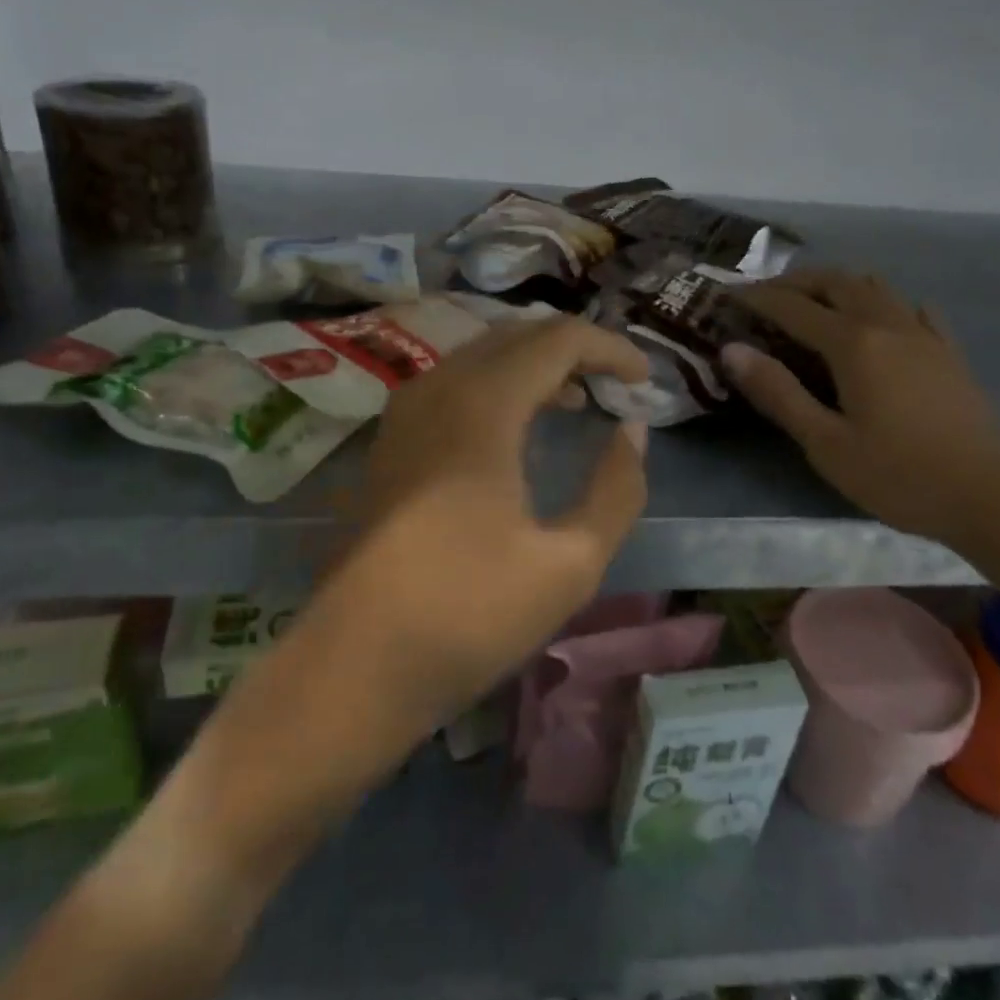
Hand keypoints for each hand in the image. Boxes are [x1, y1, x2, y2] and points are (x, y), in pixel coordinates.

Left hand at [323, 317, 651, 726]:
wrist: (355, 664)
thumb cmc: (469, 615)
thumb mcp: (570, 563)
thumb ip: (616, 489)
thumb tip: (632, 430)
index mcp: (482, 405)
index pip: (557, 339)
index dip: (609, 348)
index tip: (645, 379)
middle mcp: (438, 388)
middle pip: (517, 335)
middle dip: (574, 349)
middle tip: (616, 385)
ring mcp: (405, 410)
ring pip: (482, 353)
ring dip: (534, 364)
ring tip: (577, 400)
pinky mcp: (390, 438)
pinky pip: (454, 381)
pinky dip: (498, 384)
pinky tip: (518, 427)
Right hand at [726, 269, 999, 546]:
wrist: (991, 496)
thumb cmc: (898, 475)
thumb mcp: (825, 442)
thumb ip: (778, 392)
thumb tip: (732, 350)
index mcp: (854, 344)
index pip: (793, 307)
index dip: (757, 298)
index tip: (728, 296)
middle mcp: (888, 324)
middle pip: (836, 282)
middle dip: (796, 282)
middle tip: (766, 296)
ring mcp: (924, 335)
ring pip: (875, 287)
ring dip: (838, 284)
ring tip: (813, 302)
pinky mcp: (948, 353)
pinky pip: (912, 309)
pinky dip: (883, 303)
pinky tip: (881, 321)